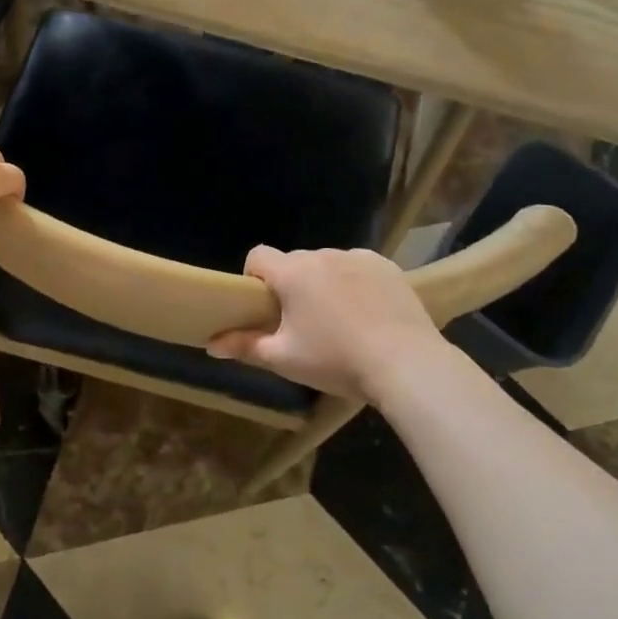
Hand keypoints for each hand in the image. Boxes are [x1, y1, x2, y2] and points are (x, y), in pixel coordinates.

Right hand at [207, 246, 444, 399]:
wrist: (406, 363)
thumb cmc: (336, 360)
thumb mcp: (284, 358)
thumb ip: (245, 346)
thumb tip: (211, 344)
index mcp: (293, 273)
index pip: (258, 255)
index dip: (253, 277)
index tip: (263, 306)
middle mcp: (323, 255)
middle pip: (294, 261)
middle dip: (291, 284)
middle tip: (300, 322)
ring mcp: (359, 257)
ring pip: (327, 264)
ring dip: (323, 283)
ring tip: (339, 320)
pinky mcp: (387, 266)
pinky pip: (358, 268)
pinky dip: (354, 283)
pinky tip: (367, 313)